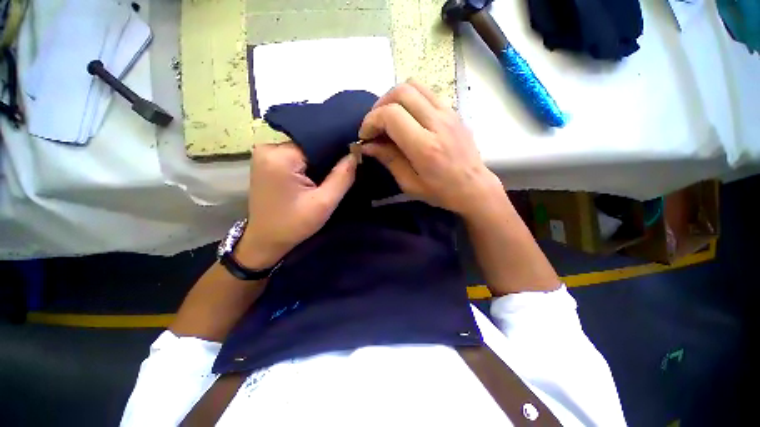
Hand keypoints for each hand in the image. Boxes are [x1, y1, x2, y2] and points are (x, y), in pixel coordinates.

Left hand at [235, 142, 356, 268]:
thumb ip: (343, 176)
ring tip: (328, 177)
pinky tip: (314, 178)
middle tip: (341, 172)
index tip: (351, 162)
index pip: (317, 142)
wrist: (266, 241)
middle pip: (309, 145)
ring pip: (303, 151)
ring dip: (317, 163)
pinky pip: (294, 157)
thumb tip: (356, 151)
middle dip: (327, 158)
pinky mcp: (265, 162)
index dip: (336, 152)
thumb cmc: (294, 224)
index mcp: (280, 156)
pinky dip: (307, 166)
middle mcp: (268, 148)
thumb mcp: (324, 203)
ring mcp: (264, 154)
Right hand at [359, 80, 506, 220]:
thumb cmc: (441, 192)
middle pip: (401, 92)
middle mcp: (437, 123)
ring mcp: (448, 113)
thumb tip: (368, 145)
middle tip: (375, 125)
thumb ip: (389, 160)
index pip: (391, 115)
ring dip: (394, 98)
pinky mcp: (453, 111)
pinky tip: (407, 118)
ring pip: (414, 86)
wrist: (474, 187)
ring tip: (388, 118)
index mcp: (425, 147)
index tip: (366, 136)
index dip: (371, 121)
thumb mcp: (410, 184)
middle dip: (380, 105)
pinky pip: (426, 92)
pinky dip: (410, 99)